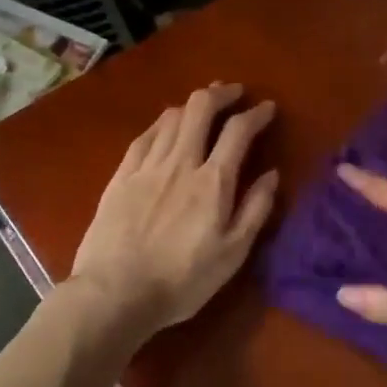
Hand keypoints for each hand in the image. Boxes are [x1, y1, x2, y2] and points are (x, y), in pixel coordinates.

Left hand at [70, 83, 278, 338]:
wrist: (115, 293)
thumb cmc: (182, 280)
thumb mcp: (233, 254)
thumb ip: (255, 209)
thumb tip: (271, 174)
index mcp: (213, 181)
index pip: (238, 131)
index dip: (256, 114)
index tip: (267, 108)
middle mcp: (180, 162)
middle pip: (200, 108)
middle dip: (221, 93)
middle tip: (233, 93)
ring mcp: (146, 166)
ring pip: (170, 117)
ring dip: (191, 105)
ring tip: (202, 106)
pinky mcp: (120, 176)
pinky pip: (144, 136)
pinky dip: (161, 123)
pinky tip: (165, 125)